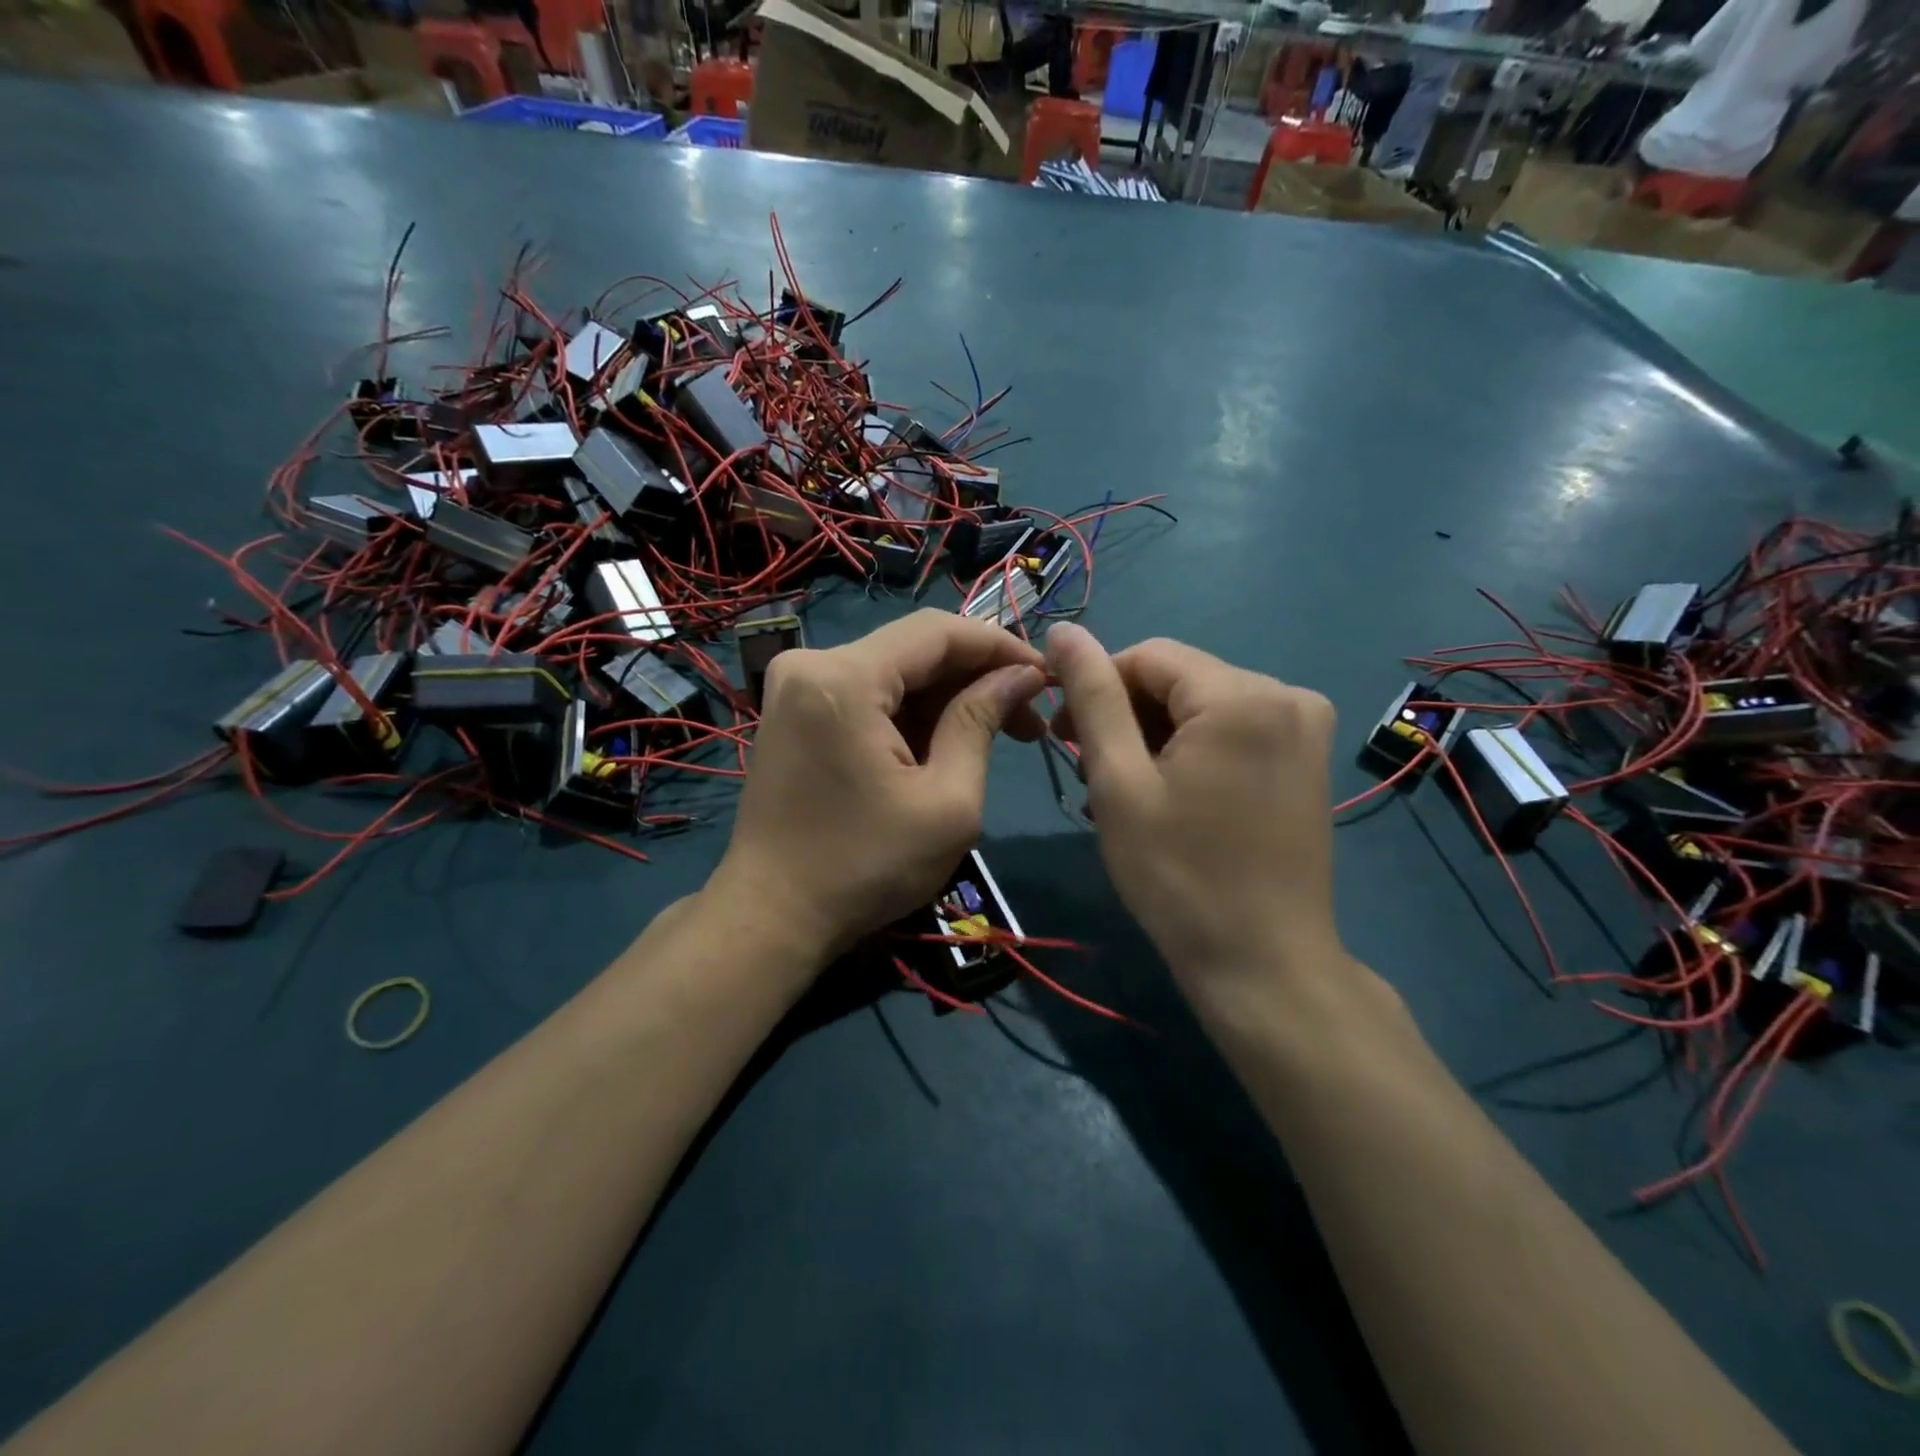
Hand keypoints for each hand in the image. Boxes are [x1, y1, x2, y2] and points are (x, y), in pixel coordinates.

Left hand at [709, 609, 1044, 966]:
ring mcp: (796, 686)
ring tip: (999, 733)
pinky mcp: (794, 711)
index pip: (938, 631)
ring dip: (947, 697)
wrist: (773, 915)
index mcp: (844, 678)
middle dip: (977, 677)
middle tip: (1029, 716)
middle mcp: (811, 664)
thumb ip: (981, 722)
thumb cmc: (866, 867)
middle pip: (914, 649)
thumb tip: (1022, 675)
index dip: (999, 646)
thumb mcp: (947, 801)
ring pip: (893, 671)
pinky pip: (866, 693)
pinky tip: (946, 742)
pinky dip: (910, 712)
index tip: (1047, 675)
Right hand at [1045, 623, 1341, 1001]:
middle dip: (1126, 718)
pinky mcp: (1307, 757)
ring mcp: (1305, 726)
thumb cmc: (1178, 876)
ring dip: (1154, 737)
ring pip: (1201, 704)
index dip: (1096, 689)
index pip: (1147, 656)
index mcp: (1242, 694)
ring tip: (1125, 794)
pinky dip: (1191, 750)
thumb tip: (1063, 631)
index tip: (1064, 739)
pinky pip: (1232, 728)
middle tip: (1091, 777)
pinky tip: (1170, 795)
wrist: (1262, 963)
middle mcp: (1287, 693)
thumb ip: (1092, 697)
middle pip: (1178, 679)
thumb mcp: (1120, 782)